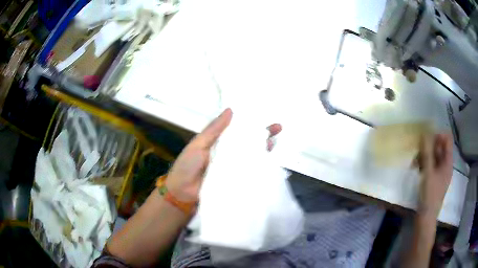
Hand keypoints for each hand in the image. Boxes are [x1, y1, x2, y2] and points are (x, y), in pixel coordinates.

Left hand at [165, 108, 281, 201]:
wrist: (182, 192)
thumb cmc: (187, 165)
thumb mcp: (198, 144)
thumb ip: (214, 129)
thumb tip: (230, 110)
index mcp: (219, 143)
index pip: (238, 131)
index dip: (251, 124)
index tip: (263, 117)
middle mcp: (229, 154)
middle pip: (248, 143)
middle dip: (263, 136)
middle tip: (279, 128)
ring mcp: (234, 168)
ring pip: (251, 157)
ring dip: (263, 150)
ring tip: (275, 143)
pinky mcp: (236, 181)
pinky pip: (249, 173)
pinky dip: (259, 168)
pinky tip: (269, 163)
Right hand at [417, 133, 452, 217]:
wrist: (425, 218)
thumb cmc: (429, 196)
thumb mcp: (428, 173)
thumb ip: (427, 153)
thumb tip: (424, 134)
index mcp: (448, 162)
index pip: (447, 139)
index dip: (438, 135)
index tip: (427, 139)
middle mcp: (445, 165)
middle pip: (439, 147)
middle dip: (428, 147)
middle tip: (418, 152)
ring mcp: (439, 173)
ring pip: (433, 156)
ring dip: (424, 156)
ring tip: (414, 163)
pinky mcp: (434, 179)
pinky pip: (430, 165)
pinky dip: (424, 164)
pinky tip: (416, 168)